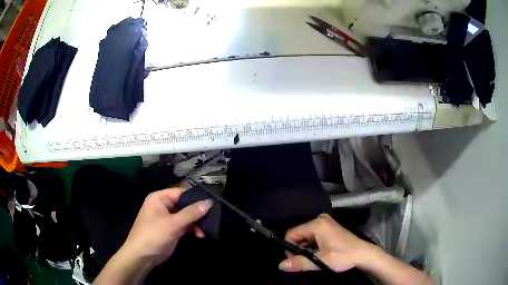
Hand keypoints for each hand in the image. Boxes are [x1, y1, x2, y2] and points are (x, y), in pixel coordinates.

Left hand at [121, 188, 211, 265]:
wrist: (142, 257)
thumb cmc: (154, 235)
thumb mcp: (173, 224)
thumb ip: (191, 213)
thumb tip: (209, 202)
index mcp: (159, 198)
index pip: (181, 192)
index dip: (195, 197)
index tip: (212, 202)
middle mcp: (163, 205)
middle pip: (184, 204)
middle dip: (197, 211)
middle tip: (214, 216)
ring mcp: (167, 218)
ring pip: (186, 216)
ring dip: (196, 222)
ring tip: (207, 228)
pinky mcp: (171, 230)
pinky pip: (184, 225)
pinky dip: (192, 229)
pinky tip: (200, 235)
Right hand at [279, 213, 369, 272]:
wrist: (364, 254)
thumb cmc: (343, 256)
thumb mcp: (321, 261)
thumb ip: (300, 263)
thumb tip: (280, 265)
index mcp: (317, 224)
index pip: (291, 234)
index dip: (290, 248)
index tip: (296, 260)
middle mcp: (319, 219)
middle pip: (298, 234)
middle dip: (299, 249)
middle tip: (307, 261)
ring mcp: (325, 222)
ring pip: (305, 236)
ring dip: (306, 248)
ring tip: (315, 258)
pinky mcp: (329, 228)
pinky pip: (313, 236)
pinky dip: (312, 246)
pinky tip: (320, 253)